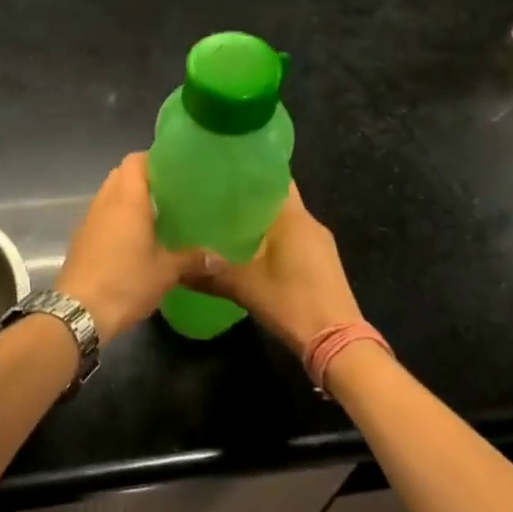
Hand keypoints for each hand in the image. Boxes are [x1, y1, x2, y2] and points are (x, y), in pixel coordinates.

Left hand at [56, 153, 198, 343]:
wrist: (79, 311)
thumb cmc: (125, 282)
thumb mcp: (166, 272)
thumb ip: (193, 259)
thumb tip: (221, 258)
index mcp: (127, 198)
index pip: (136, 160)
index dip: (154, 159)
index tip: (176, 169)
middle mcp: (105, 200)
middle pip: (122, 174)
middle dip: (144, 178)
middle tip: (171, 192)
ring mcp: (89, 218)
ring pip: (110, 194)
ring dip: (129, 198)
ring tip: (156, 213)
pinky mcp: (81, 237)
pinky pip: (102, 214)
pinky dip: (117, 217)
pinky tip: (135, 237)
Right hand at [192, 184, 362, 354]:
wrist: (337, 342)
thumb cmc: (292, 301)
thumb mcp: (244, 286)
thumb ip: (209, 273)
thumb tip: (175, 268)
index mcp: (294, 217)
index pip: (274, 177)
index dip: (249, 170)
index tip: (222, 169)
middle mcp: (309, 223)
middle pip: (277, 198)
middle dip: (248, 197)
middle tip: (214, 197)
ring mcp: (319, 244)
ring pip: (285, 220)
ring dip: (260, 220)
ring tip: (226, 222)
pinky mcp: (321, 263)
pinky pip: (292, 238)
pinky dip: (272, 238)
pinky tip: (250, 250)